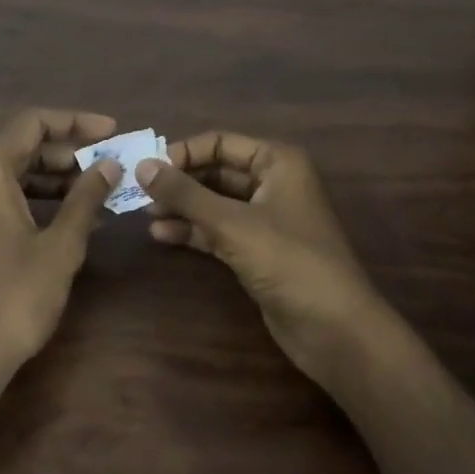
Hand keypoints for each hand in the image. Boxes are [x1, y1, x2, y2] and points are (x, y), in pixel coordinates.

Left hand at [0, 109, 119, 378]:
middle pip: (20, 146)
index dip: (75, 122)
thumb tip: (110, 166)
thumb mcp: (61, 244)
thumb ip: (86, 197)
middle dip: (67, 153)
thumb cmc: (17, 296)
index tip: (111, 131)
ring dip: (52, 177)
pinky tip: (66, 214)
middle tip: (109, 164)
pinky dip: (31, 198)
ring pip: (9, 172)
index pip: (32, 123)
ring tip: (96, 189)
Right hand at [139, 132, 389, 384]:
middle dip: (179, 182)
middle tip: (139, 193)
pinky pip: (218, 230)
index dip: (183, 153)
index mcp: (277, 162)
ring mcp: (265, 218)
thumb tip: (141, 165)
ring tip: (145, 215)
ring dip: (182, 207)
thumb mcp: (232, 223)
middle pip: (215, 171)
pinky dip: (193, 231)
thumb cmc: (289, 261)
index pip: (220, 142)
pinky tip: (163, 236)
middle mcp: (272, 183)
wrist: (335, 330)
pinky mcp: (258, 251)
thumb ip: (185, 194)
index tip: (148, 170)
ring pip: (214, 202)